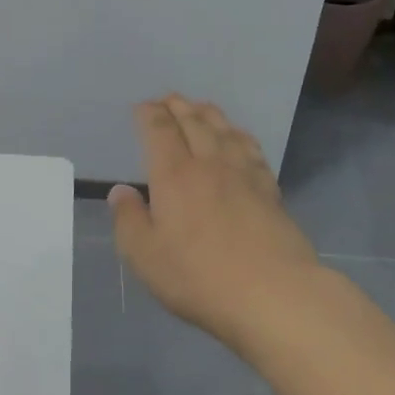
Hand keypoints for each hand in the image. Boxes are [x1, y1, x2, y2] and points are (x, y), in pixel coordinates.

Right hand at [109, 95, 321, 346]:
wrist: (274, 296)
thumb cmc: (199, 277)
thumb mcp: (144, 256)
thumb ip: (128, 220)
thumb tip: (121, 191)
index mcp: (174, 175)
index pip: (159, 131)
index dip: (149, 114)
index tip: (142, 107)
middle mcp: (209, 164)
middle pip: (194, 123)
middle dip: (178, 107)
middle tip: (169, 98)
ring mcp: (244, 176)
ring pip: (225, 132)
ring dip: (210, 115)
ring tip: (201, 107)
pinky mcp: (271, 192)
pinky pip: (252, 151)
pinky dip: (241, 137)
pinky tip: (240, 139)